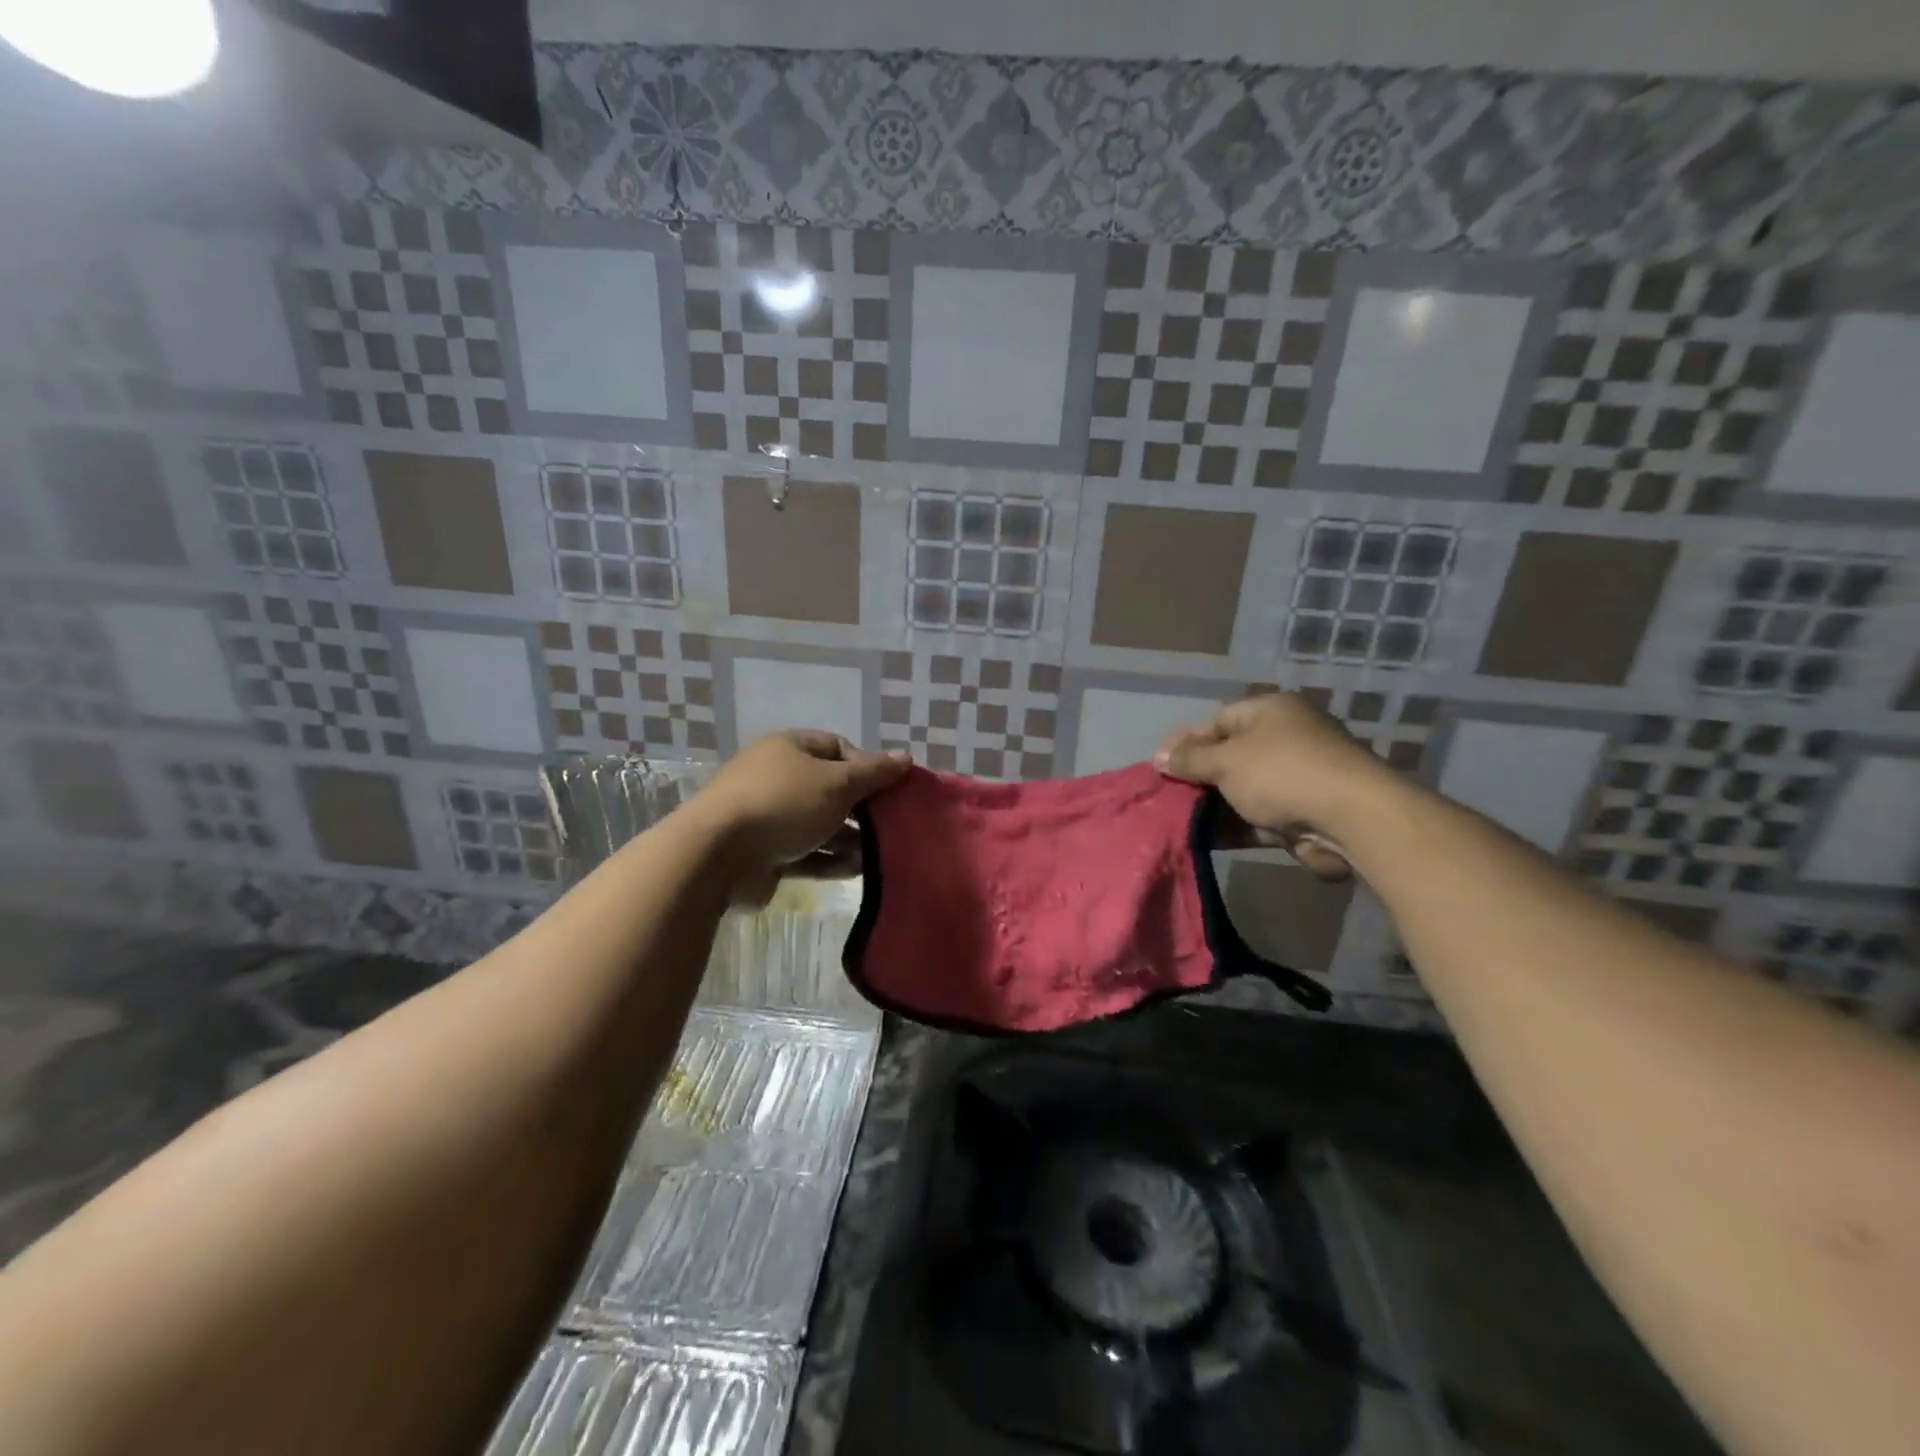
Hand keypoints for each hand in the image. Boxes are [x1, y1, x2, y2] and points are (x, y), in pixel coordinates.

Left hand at [687, 730, 909, 902]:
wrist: (716, 855)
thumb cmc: (783, 804)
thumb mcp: (836, 783)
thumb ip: (873, 773)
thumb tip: (905, 757)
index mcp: (790, 749)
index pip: (838, 748)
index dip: (867, 765)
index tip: (891, 789)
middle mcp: (778, 777)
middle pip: (831, 789)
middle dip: (861, 808)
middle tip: (891, 825)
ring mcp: (769, 817)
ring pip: (820, 824)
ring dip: (849, 839)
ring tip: (880, 854)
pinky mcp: (765, 853)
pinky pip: (806, 853)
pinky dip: (830, 860)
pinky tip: (856, 871)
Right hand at [1154, 693, 1396, 879]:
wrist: (1350, 819)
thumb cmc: (1281, 773)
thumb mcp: (1225, 761)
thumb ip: (1189, 760)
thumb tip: (1158, 756)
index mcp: (1270, 713)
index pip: (1216, 720)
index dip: (1184, 741)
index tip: (1158, 764)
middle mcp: (1285, 739)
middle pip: (1229, 756)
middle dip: (1197, 777)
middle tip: (1165, 795)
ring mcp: (1296, 778)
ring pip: (1242, 790)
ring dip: (1212, 806)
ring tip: (1176, 821)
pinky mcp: (1302, 814)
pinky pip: (1257, 817)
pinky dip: (1233, 826)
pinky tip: (1203, 839)